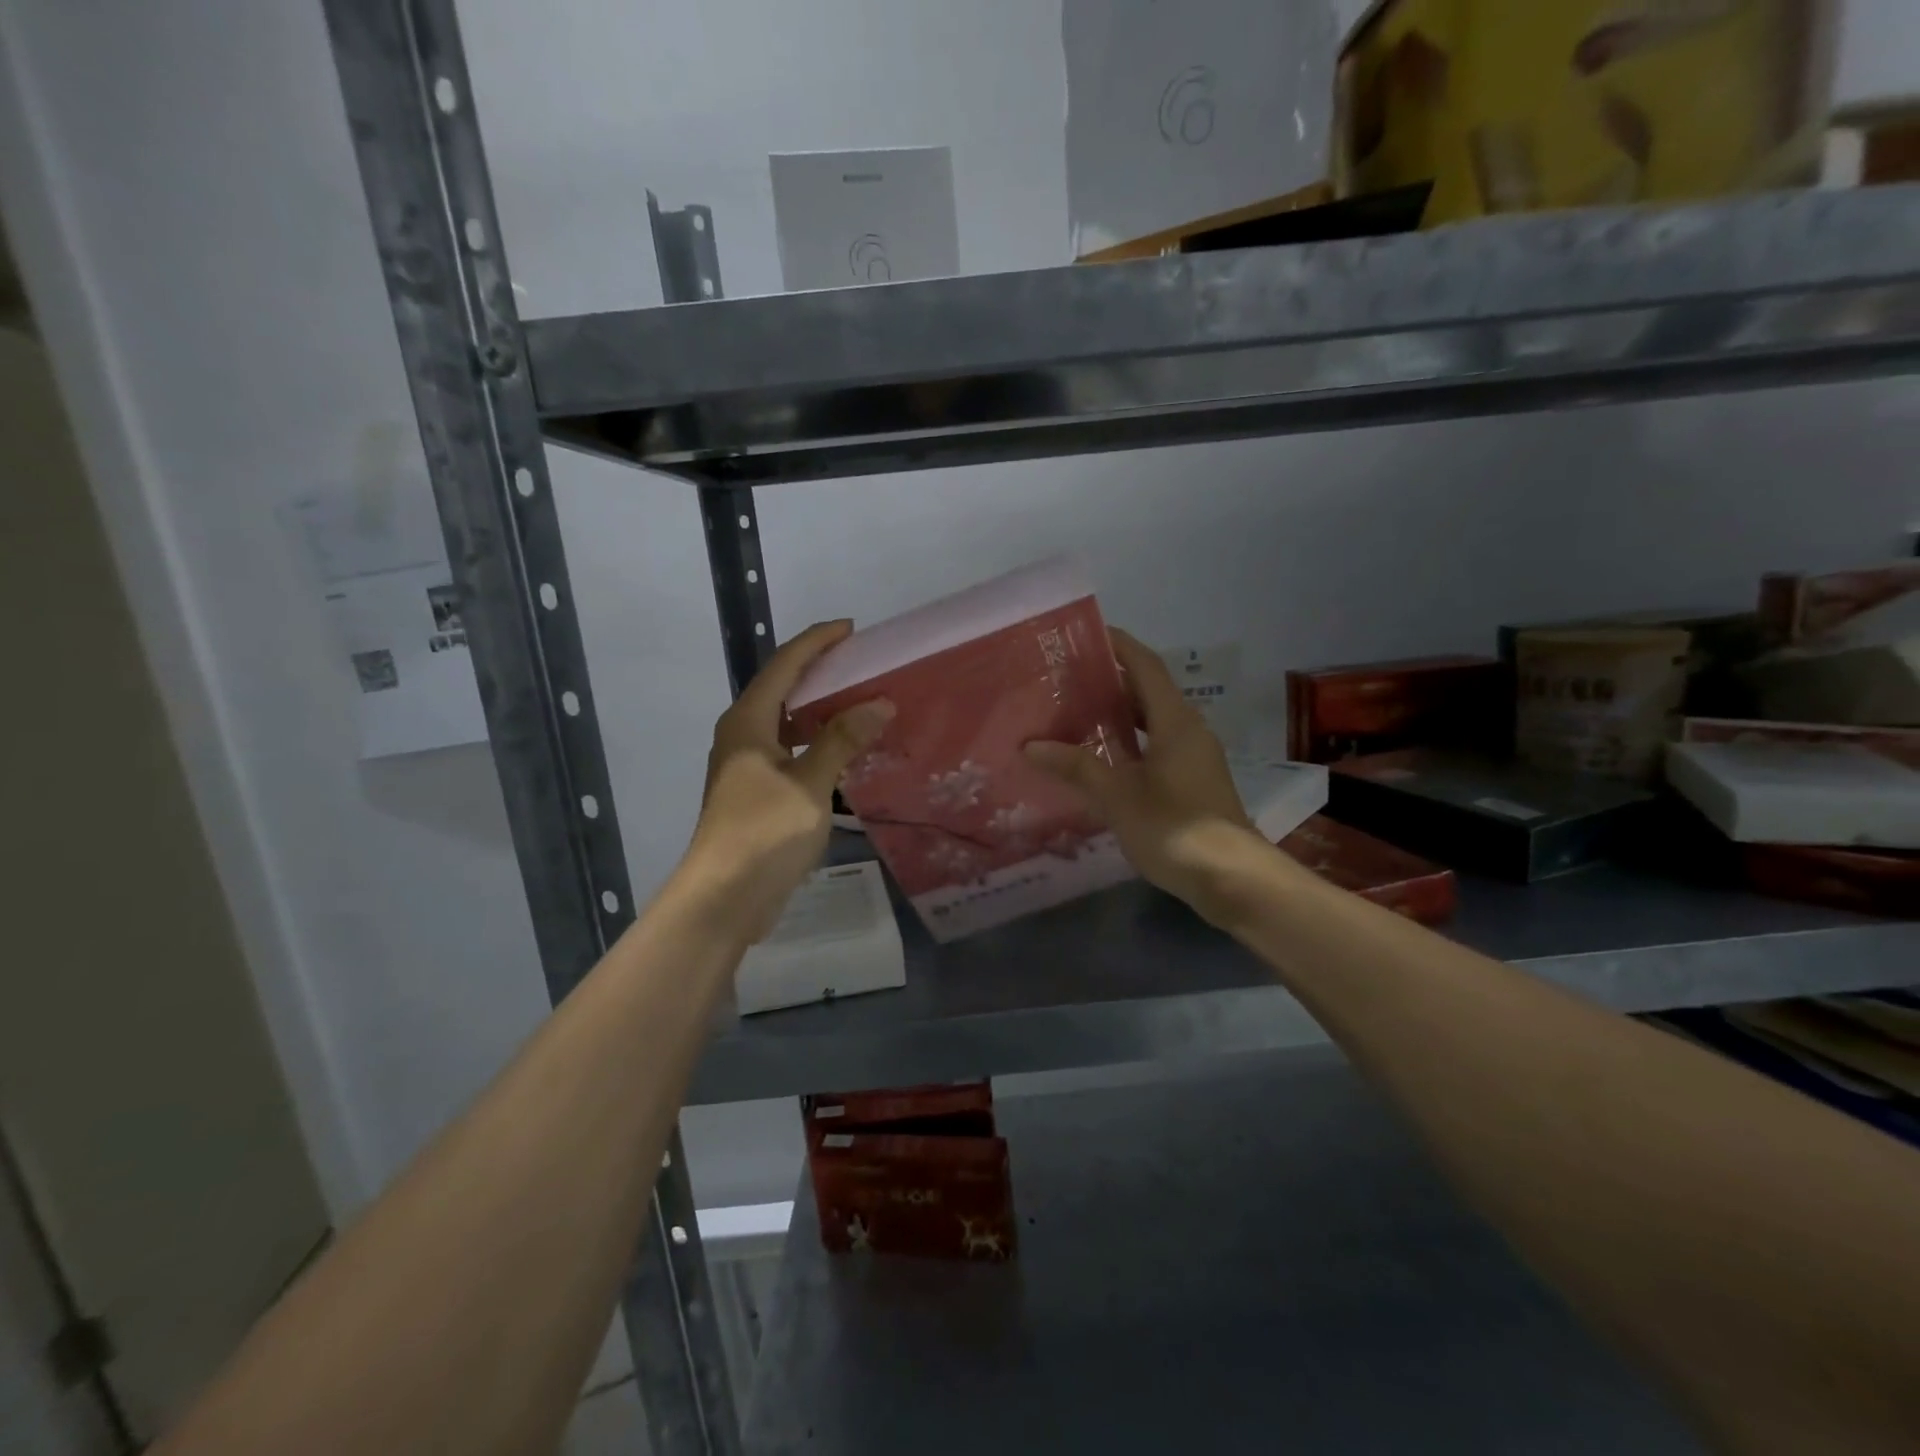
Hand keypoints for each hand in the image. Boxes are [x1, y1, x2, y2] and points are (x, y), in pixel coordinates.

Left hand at [683, 621, 893, 943]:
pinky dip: (816, 742)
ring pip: (786, 721)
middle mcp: (742, 735)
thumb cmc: (763, 834)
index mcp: (748, 722)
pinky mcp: (755, 791)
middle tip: (861, 663)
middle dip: (820, 671)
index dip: (816, 642)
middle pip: (782, 688)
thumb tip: (878, 703)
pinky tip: (843, 751)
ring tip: (859, 701)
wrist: (723, 898)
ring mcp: (746, 765)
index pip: (784, 665)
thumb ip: (842, 741)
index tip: (851, 629)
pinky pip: (789, 750)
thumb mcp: (810, 785)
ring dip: (819, 709)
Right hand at [1026, 628, 1262, 924]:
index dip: (1118, 645)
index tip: (1086, 634)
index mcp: (1175, 720)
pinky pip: (1157, 746)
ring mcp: (1194, 756)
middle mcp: (1189, 729)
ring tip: (1075, 715)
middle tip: (1066, 679)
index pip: (1145, 666)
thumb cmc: (1173, 827)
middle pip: (1148, 692)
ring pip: (1152, 722)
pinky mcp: (1193, 781)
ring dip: (1119, 715)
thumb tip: (1031, 745)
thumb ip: (1076, 766)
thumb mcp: (1117, 795)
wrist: (1230, 877)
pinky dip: (1129, 743)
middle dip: (1110, 682)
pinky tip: (1100, 759)